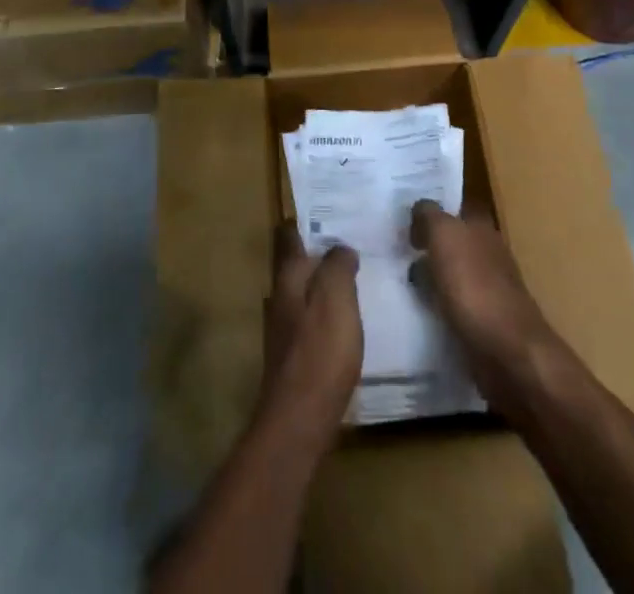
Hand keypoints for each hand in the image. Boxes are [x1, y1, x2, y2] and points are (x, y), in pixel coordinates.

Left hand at [262, 223, 360, 436]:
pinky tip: (346, 322)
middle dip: (319, 254)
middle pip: (296, 264)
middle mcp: (279, 296)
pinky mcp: (292, 356)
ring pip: (303, 292)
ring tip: (354, 280)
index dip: (306, 223)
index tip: (330, 213)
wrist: (299, 420)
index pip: (290, 236)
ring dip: (323, 284)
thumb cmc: (320, 351)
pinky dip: (325, 313)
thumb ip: (338, 266)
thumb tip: (340, 248)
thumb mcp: (336, 298)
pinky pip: (309, 320)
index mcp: (288, 276)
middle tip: (351, 244)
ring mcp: (283, 327)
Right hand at [410, 201, 556, 402]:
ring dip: (431, 278)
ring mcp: (489, 290)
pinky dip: (438, 307)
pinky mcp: (485, 324)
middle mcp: (489, 254)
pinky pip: (454, 307)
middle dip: (428, 246)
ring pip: (452, 275)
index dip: (430, 212)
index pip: (454, 209)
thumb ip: (429, 215)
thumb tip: (419, 209)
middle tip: (393, 251)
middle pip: (452, 242)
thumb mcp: (444, 236)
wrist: (508, 352)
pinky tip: (420, 312)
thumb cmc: (474, 286)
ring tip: (399, 283)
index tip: (402, 220)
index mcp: (482, 227)